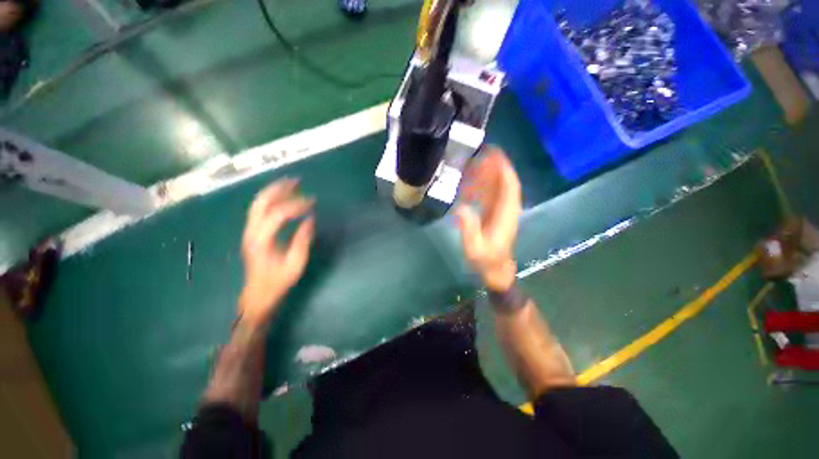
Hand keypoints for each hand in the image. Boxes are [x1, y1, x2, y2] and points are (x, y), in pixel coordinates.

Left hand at [239, 178, 314, 325]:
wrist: (258, 293)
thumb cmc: (278, 281)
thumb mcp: (296, 263)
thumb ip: (302, 240)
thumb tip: (310, 219)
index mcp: (261, 241)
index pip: (278, 214)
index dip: (296, 205)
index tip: (312, 203)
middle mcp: (251, 232)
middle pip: (261, 203)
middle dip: (279, 189)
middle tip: (296, 181)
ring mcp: (249, 231)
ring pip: (257, 204)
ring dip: (273, 191)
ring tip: (289, 183)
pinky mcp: (251, 232)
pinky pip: (259, 209)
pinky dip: (270, 199)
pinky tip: (281, 196)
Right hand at [456, 147, 520, 290]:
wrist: (496, 269)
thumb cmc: (486, 260)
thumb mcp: (475, 248)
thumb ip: (469, 229)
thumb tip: (461, 208)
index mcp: (505, 214)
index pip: (509, 186)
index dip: (504, 169)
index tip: (496, 154)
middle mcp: (507, 209)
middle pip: (505, 183)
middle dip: (496, 166)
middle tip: (483, 152)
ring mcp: (503, 211)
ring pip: (499, 188)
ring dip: (491, 174)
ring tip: (477, 162)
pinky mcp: (497, 215)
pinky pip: (493, 196)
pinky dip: (486, 186)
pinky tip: (475, 182)